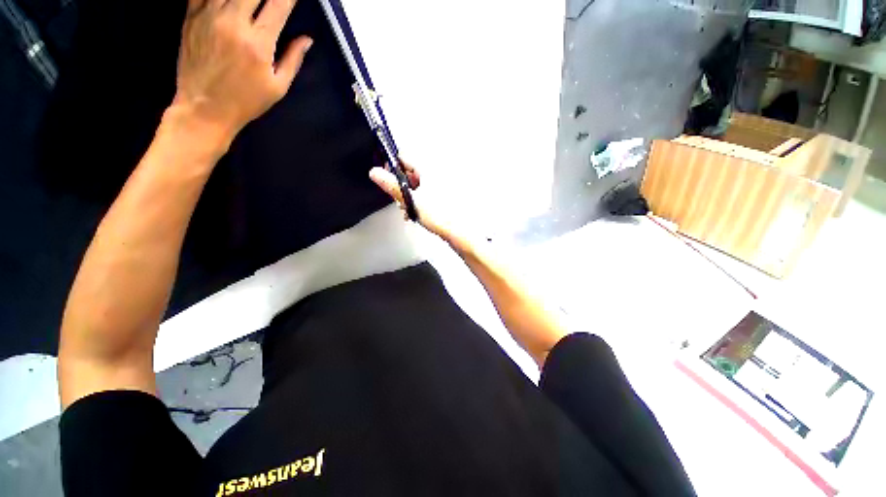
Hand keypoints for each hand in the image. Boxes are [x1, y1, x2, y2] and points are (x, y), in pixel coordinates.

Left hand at [173, 0, 312, 141]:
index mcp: (258, 42)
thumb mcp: (278, 87)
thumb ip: (293, 59)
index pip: (279, 4)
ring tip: (249, 3)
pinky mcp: (191, 15)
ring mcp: (208, 15)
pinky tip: (227, 3)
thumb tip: (307, 39)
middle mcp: (233, 22)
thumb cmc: (246, 101)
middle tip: (270, 2)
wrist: (204, 109)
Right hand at [370, 162, 471, 252]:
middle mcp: (436, 172)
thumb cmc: (440, 215)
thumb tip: (376, 173)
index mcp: (428, 168)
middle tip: (398, 199)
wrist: (460, 231)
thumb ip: (392, 185)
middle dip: (401, 185)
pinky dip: (419, 199)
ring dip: (409, 195)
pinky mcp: (444, 195)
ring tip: (408, 209)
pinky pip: (426, 192)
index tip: (386, 178)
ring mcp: (441, 184)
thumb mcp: (411, 200)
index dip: (391, 166)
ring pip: (418, 184)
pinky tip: (416, 212)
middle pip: (410, 172)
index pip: (403, 157)